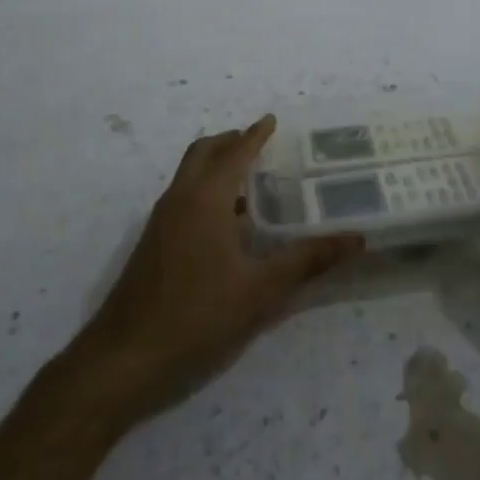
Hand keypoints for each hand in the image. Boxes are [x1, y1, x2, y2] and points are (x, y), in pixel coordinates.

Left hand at [76, 115, 362, 421]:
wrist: (124, 358)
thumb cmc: (197, 317)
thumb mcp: (261, 291)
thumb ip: (307, 260)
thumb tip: (355, 238)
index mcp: (206, 199)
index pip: (235, 152)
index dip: (255, 135)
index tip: (272, 120)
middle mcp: (180, 199)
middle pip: (204, 153)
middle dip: (231, 142)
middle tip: (260, 145)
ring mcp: (160, 221)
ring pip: (189, 174)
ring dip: (216, 166)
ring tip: (251, 182)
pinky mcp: (152, 243)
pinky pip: (183, 197)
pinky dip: (205, 190)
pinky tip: (226, 224)